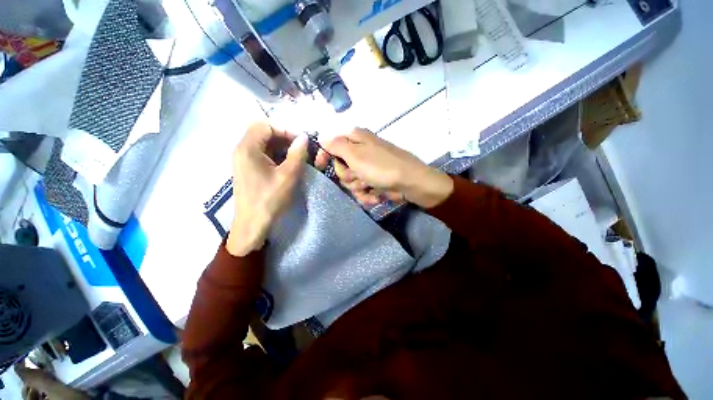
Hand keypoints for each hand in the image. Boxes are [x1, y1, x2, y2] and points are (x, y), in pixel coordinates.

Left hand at [226, 121, 307, 256]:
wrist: (252, 224)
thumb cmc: (270, 200)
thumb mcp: (288, 176)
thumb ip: (297, 154)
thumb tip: (304, 138)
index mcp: (247, 148)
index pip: (265, 125)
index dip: (285, 130)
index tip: (301, 142)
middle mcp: (242, 150)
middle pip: (263, 132)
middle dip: (284, 138)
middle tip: (300, 149)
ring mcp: (243, 160)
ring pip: (263, 143)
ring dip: (281, 147)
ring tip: (296, 157)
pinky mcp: (247, 169)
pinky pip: (262, 154)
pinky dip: (276, 155)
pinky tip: (287, 165)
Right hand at [315, 128, 452, 207]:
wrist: (410, 184)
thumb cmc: (381, 167)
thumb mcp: (355, 154)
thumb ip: (336, 145)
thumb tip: (321, 136)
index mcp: (355, 139)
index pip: (330, 144)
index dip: (324, 155)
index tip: (320, 166)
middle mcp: (360, 152)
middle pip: (340, 167)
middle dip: (347, 176)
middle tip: (358, 176)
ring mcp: (368, 168)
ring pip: (350, 181)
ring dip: (358, 187)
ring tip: (370, 187)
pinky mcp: (374, 182)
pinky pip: (362, 190)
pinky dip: (368, 195)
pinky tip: (376, 196)